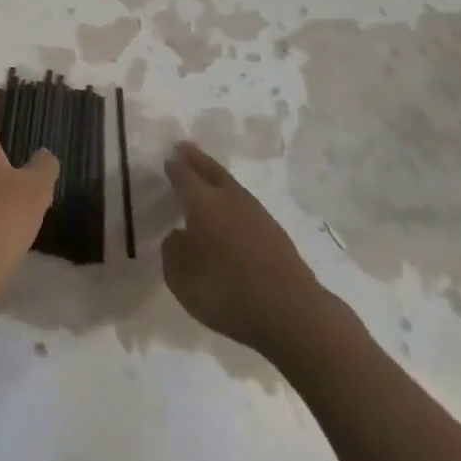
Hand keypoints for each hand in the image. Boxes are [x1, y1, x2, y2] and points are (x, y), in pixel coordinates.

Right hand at [161, 143, 347, 369]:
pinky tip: (230, 212)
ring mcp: (257, 214)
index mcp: (202, 203)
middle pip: (211, 171)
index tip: (168, 157)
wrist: (291, 312)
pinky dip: (233, 201)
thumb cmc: (226, 292)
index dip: (174, 166)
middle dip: (196, 159)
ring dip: (216, 177)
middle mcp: (229, 199)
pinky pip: (246, 206)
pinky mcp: (275, 233)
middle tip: (184, 148)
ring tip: (206, 176)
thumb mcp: (181, 278)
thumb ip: (173, 252)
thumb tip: (179, 235)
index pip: (184, 175)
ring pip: (231, 186)